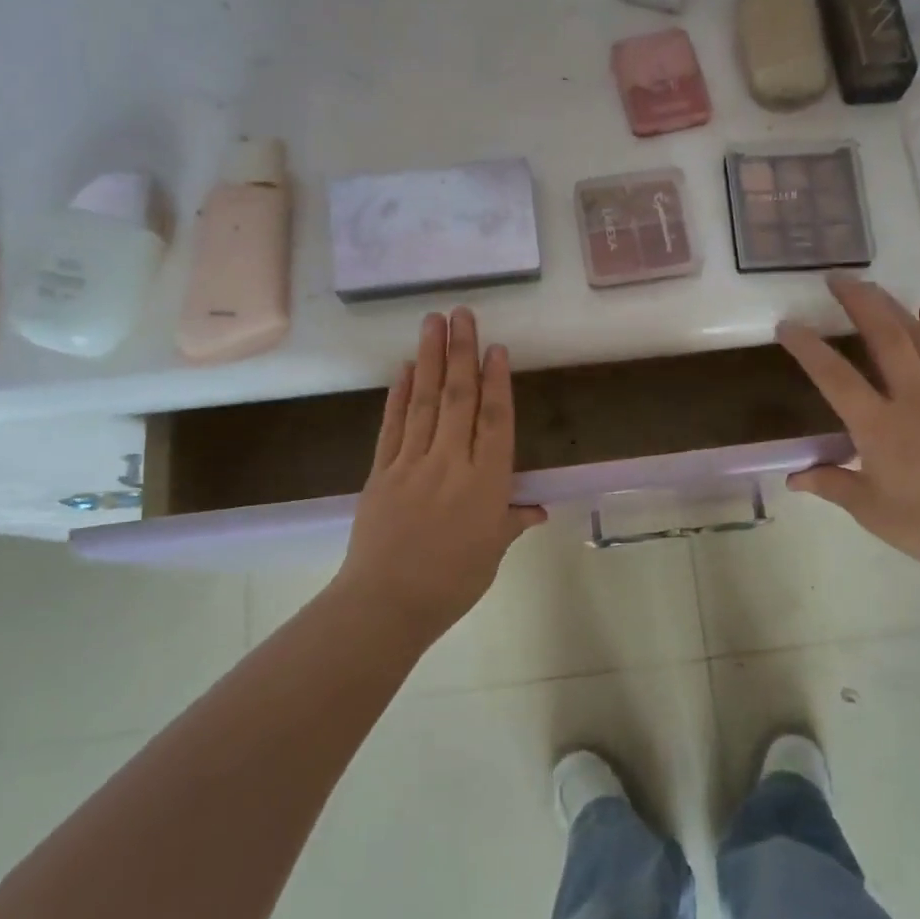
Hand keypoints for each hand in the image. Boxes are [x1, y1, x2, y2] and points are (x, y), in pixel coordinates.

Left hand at [333, 309, 546, 643]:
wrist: (386, 605)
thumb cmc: (452, 583)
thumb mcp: (493, 553)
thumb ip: (513, 522)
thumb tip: (538, 509)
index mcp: (486, 483)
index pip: (496, 421)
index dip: (497, 381)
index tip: (496, 347)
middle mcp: (450, 462)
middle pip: (458, 398)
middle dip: (462, 352)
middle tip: (462, 313)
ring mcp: (411, 463)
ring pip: (424, 401)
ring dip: (430, 358)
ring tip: (433, 322)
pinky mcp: (380, 471)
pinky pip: (392, 425)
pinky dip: (399, 394)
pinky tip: (404, 368)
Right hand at [778, 277, 919, 584]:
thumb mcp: (866, 507)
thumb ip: (829, 483)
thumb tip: (792, 478)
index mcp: (880, 427)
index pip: (835, 376)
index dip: (808, 347)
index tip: (787, 325)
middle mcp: (915, 400)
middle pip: (886, 337)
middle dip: (860, 302)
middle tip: (838, 278)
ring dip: (894, 308)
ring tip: (872, 287)